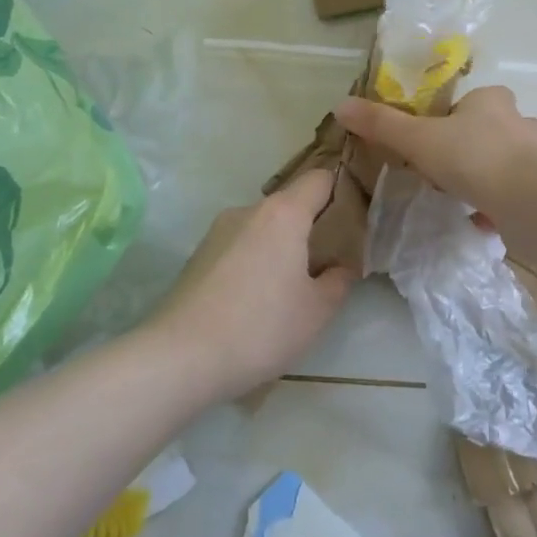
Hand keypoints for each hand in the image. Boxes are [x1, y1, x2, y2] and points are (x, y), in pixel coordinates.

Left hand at [146, 168, 355, 399]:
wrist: (179, 357)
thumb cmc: (261, 327)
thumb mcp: (318, 311)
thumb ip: (339, 280)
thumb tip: (341, 266)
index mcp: (283, 213)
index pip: (320, 179)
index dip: (342, 190)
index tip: (356, 217)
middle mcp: (248, 211)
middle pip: (290, 204)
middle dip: (312, 227)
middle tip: (329, 262)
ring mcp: (217, 232)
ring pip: (263, 228)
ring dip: (281, 247)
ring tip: (290, 288)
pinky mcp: (197, 257)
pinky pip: (240, 248)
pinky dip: (255, 262)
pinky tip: (256, 300)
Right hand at [335, 85, 536, 220]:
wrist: (530, 199)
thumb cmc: (472, 156)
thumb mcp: (418, 139)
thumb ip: (382, 124)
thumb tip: (341, 105)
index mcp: (490, 100)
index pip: (464, 104)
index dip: (445, 122)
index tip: (428, 148)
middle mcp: (518, 121)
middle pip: (485, 132)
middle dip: (465, 152)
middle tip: (442, 176)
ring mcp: (536, 155)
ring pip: (503, 162)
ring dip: (483, 178)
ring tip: (461, 199)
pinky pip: (514, 192)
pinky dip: (498, 204)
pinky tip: (482, 221)